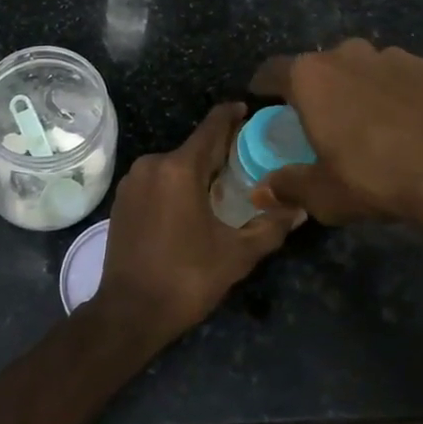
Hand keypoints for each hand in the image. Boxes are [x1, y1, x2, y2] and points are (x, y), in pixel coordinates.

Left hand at [94, 103, 301, 343]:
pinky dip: (176, 183)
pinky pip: (157, 179)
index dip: (232, 115)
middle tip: (248, 158)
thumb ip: (270, 226)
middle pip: (194, 146)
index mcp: (180, 168)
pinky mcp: (122, 198)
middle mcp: (153, 164)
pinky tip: (192, 203)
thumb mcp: (237, 255)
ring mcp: (132, 181)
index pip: (212, 126)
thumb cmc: (186, 279)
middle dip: (220, 149)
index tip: (250, 110)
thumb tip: (300, 209)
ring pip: (174, 163)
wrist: (128, 313)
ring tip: (223, 184)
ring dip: (198, 168)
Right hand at [249, 39, 422, 237]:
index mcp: (311, 76)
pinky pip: (398, 76)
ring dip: (357, 87)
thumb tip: (260, 190)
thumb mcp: (322, 194)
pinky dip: (394, 92)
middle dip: (316, 89)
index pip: (273, 70)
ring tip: (367, 121)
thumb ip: (286, 185)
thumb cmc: (375, 179)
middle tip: (321, 121)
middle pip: (319, 66)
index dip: (265, 87)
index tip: (266, 103)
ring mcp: (392, 56)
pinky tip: (405, 122)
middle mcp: (347, 53)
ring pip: (361, 67)